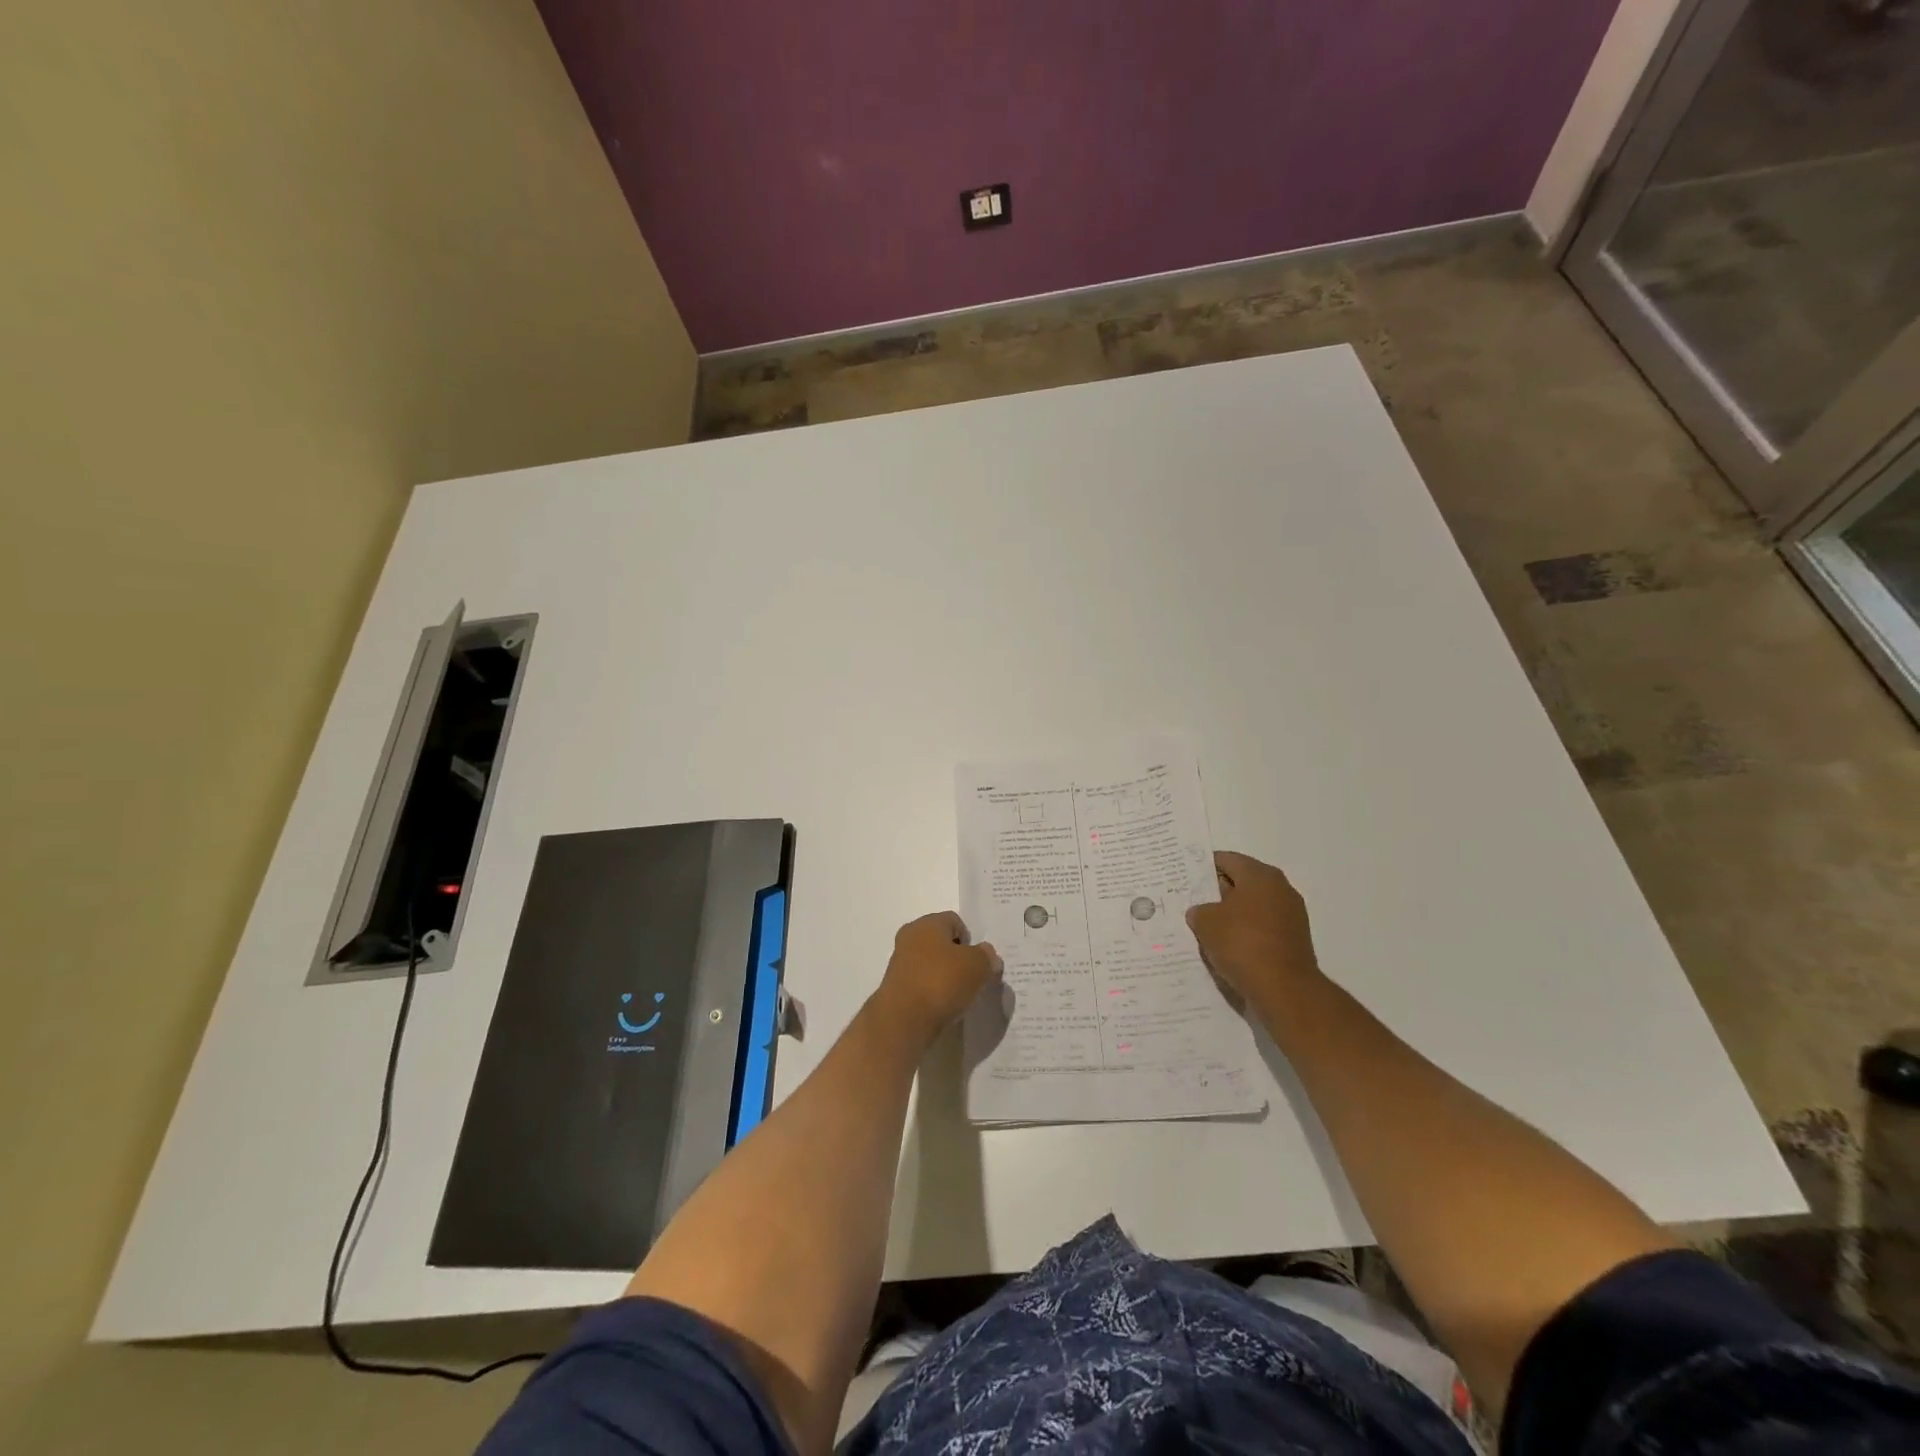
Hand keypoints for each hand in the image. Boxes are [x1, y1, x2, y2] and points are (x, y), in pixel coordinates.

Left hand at [873, 912, 1001, 1047]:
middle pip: (942, 943)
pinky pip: (922, 985)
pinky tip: (944, 1007)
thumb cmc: (942, 982)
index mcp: (927, 923)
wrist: (904, 1021)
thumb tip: (987, 956)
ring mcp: (900, 964)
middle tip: (974, 978)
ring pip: (932, 965)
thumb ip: (987, 956)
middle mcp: (910, 937)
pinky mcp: (896, 989)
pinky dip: (934, 993)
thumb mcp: (978, 965)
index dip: (971, 939)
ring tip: (960, 997)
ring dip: (946, 977)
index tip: (979, 961)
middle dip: (959, 959)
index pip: (955, 921)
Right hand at [1186, 852, 1323, 1017]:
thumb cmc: (1242, 944)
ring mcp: (1291, 916)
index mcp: (1261, 875)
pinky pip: (1262, 929)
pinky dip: (1245, 934)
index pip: (1226, 860)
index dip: (1202, 867)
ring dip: (1231, 915)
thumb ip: (1199, 910)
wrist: (1284, 990)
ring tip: (1205, 927)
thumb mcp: (1206, 922)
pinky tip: (1226, 946)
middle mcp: (1280, 889)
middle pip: (1241, 882)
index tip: (1184, 877)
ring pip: (1252, 907)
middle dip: (1216, 892)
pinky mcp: (1294, 940)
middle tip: (1191, 901)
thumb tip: (1202, 912)